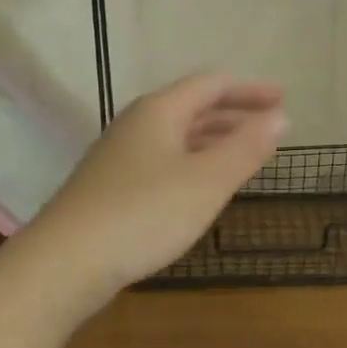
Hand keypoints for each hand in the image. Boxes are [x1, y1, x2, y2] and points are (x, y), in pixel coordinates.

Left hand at [25, 73, 285, 301]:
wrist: (64, 263)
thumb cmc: (143, 214)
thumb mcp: (206, 181)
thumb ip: (245, 147)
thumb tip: (280, 116)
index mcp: (160, 111)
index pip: (211, 85)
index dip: (249, 89)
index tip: (282, 99)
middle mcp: (137, 124)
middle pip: (193, 106)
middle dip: (234, 113)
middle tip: (270, 125)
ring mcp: (119, 156)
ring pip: (177, 135)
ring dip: (214, 139)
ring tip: (244, 153)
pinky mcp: (110, 186)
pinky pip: (164, 160)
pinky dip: (194, 162)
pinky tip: (201, 186)